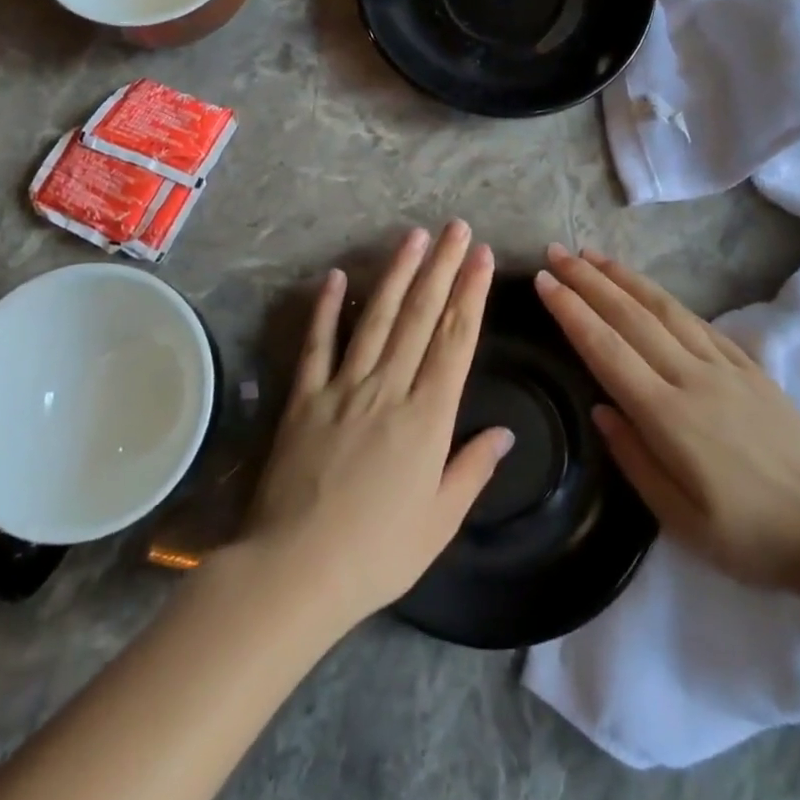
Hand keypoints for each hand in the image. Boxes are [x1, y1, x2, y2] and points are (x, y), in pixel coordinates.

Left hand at [243, 222, 513, 631]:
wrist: (295, 570)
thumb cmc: (378, 553)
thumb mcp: (439, 521)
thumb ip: (472, 469)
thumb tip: (504, 433)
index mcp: (427, 417)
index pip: (455, 341)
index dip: (471, 294)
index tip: (483, 257)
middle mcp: (388, 388)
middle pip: (420, 317)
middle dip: (442, 268)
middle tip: (457, 228)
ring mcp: (342, 388)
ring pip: (375, 319)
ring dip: (396, 274)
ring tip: (413, 237)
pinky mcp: (304, 397)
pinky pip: (317, 345)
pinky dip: (325, 309)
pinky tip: (335, 276)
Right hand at [535, 245, 799, 595]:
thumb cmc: (752, 537)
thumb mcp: (682, 520)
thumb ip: (634, 459)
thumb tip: (600, 408)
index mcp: (669, 416)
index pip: (607, 350)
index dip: (572, 312)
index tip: (545, 281)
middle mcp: (693, 378)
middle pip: (630, 317)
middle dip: (588, 281)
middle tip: (556, 252)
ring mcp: (725, 367)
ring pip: (664, 309)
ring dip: (624, 278)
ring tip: (593, 256)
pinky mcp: (750, 367)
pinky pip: (698, 321)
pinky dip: (665, 298)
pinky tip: (649, 289)